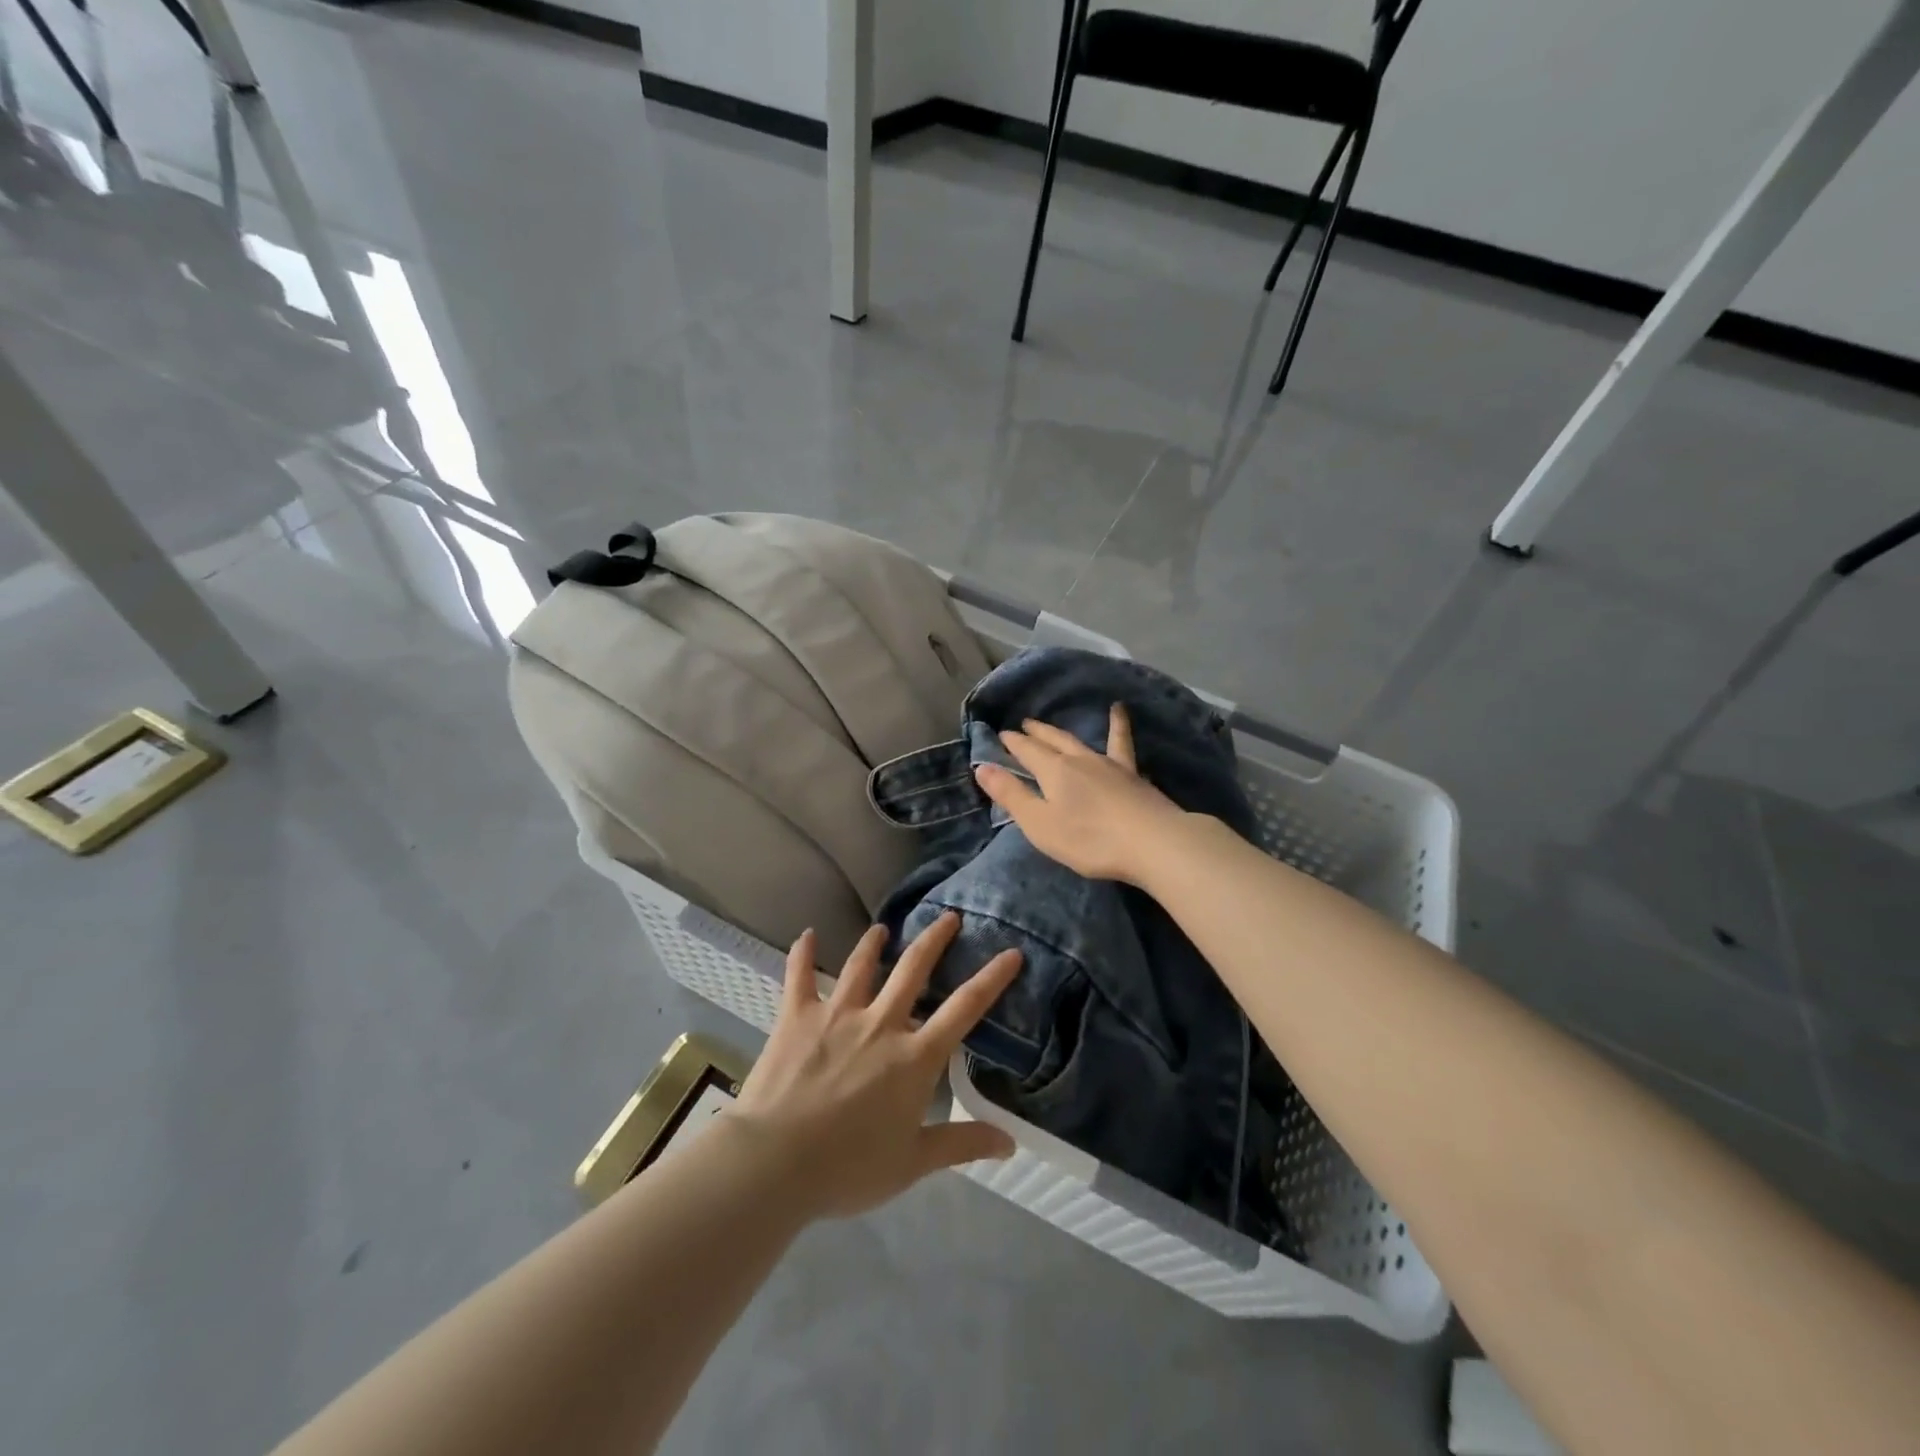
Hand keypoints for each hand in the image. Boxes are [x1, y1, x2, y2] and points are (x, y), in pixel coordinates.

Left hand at [727, 914, 1021, 1220]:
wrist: (775, 1162)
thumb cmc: (848, 1168)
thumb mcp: (913, 1163)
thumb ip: (962, 1144)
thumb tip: (1010, 1143)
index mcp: (914, 1057)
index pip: (964, 1008)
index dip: (992, 978)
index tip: (1011, 953)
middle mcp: (881, 1023)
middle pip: (914, 969)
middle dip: (935, 939)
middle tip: (949, 916)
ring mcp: (837, 1014)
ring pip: (862, 965)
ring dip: (874, 942)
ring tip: (883, 927)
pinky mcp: (797, 1016)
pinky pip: (799, 976)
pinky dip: (803, 952)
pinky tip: (808, 934)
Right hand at [973, 703, 1189, 884]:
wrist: (1153, 842)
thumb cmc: (1090, 839)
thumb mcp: (1040, 824)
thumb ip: (1012, 795)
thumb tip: (982, 767)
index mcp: (1053, 771)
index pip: (1027, 751)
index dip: (1012, 743)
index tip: (1001, 734)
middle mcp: (1079, 760)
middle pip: (1052, 741)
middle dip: (1035, 733)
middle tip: (1025, 724)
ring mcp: (1109, 764)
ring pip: (1080, 740)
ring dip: (1063, 731)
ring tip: (1055, 722)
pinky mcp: (1132, 774)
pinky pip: (1122, 743)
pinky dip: (1118, 724)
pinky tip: (1120, 710)